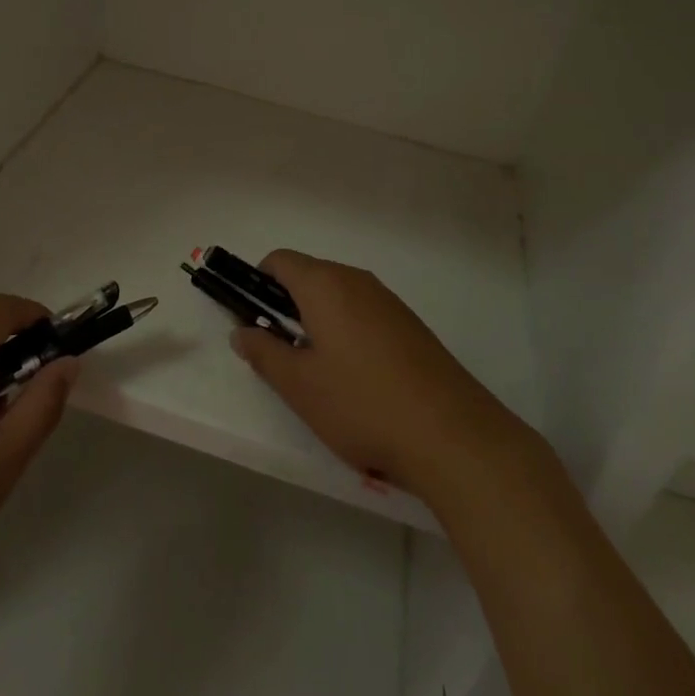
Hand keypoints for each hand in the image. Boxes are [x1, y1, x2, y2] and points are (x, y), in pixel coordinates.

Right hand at [231, 251, 531, 500]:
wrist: (452, 434)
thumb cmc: (362, 404)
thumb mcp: (299, 385)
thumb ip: (263, 353)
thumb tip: (241, 331)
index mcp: (325, 285)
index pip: (279, 261)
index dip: (256, 283)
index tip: (251, 319)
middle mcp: (357, 281)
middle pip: (309, 276)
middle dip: (286, 306)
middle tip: (279, 353)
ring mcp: (389, 302)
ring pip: (338, 296)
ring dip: (317, 321)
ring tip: (317, 372)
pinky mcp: (411, 325)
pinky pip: (364, 313)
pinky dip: (347, 332)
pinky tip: (356, 379)